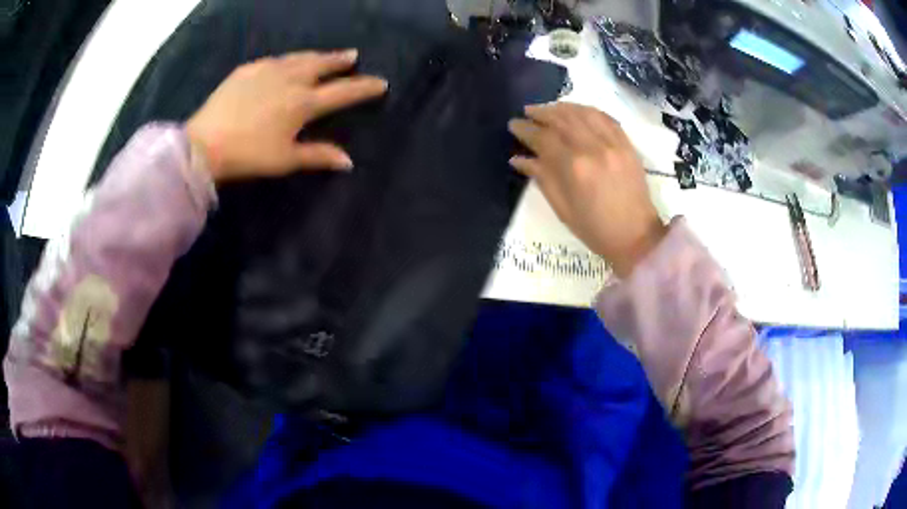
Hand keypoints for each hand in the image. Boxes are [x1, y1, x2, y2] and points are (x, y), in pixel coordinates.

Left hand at [186, 49, 387, 181]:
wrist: (205, 144)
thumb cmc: (248, 155)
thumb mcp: (285, 160)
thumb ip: (318, 156)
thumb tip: (349, 161)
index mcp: (303, 103)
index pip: (343, 92)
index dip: (364, 88)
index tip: (381, 83)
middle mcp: (290, 79)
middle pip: (322, 65)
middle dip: (340, 61)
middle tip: (352, 56)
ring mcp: (268, 70)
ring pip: (299, 57)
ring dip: (316, 56)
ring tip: (326, 55)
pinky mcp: (248, 69)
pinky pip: (275, 60)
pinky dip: (287, 60)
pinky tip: (287, 62)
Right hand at [508, 102, 665, 277]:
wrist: (636, 236)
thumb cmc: (595, 229)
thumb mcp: (562, 208)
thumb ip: (541, 177)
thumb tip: (518, 158)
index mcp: (574, 167)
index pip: (543, 138)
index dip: (525, 129)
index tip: (513, 124)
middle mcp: (593, 148)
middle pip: (562, 119)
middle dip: (541, 112)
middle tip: (528, 112)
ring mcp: (613, 143)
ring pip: (584, 112)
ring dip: (563, 107)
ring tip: (549, 109)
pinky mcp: (627, 144)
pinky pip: (605, 117)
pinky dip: (588, 110)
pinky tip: (577, 111)